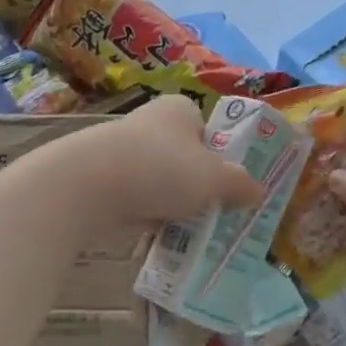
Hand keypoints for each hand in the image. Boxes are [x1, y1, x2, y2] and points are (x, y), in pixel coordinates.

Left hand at [66, 95, 260, 232]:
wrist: (88, 186)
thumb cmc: (161, 169)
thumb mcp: (214, 179)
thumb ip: (239, 184)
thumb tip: (257, 190)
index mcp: (180, 109)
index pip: (208, 130)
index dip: (220, 158)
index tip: (228, 187)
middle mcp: (150, 122)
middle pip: (184, 157)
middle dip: (196, 185)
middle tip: (214, 214)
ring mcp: (123, 150)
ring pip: (159, 180)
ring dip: (172, 203)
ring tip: (188, 230)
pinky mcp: (103, 178)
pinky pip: (136, 198)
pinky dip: (147, 214)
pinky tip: (157, 236)